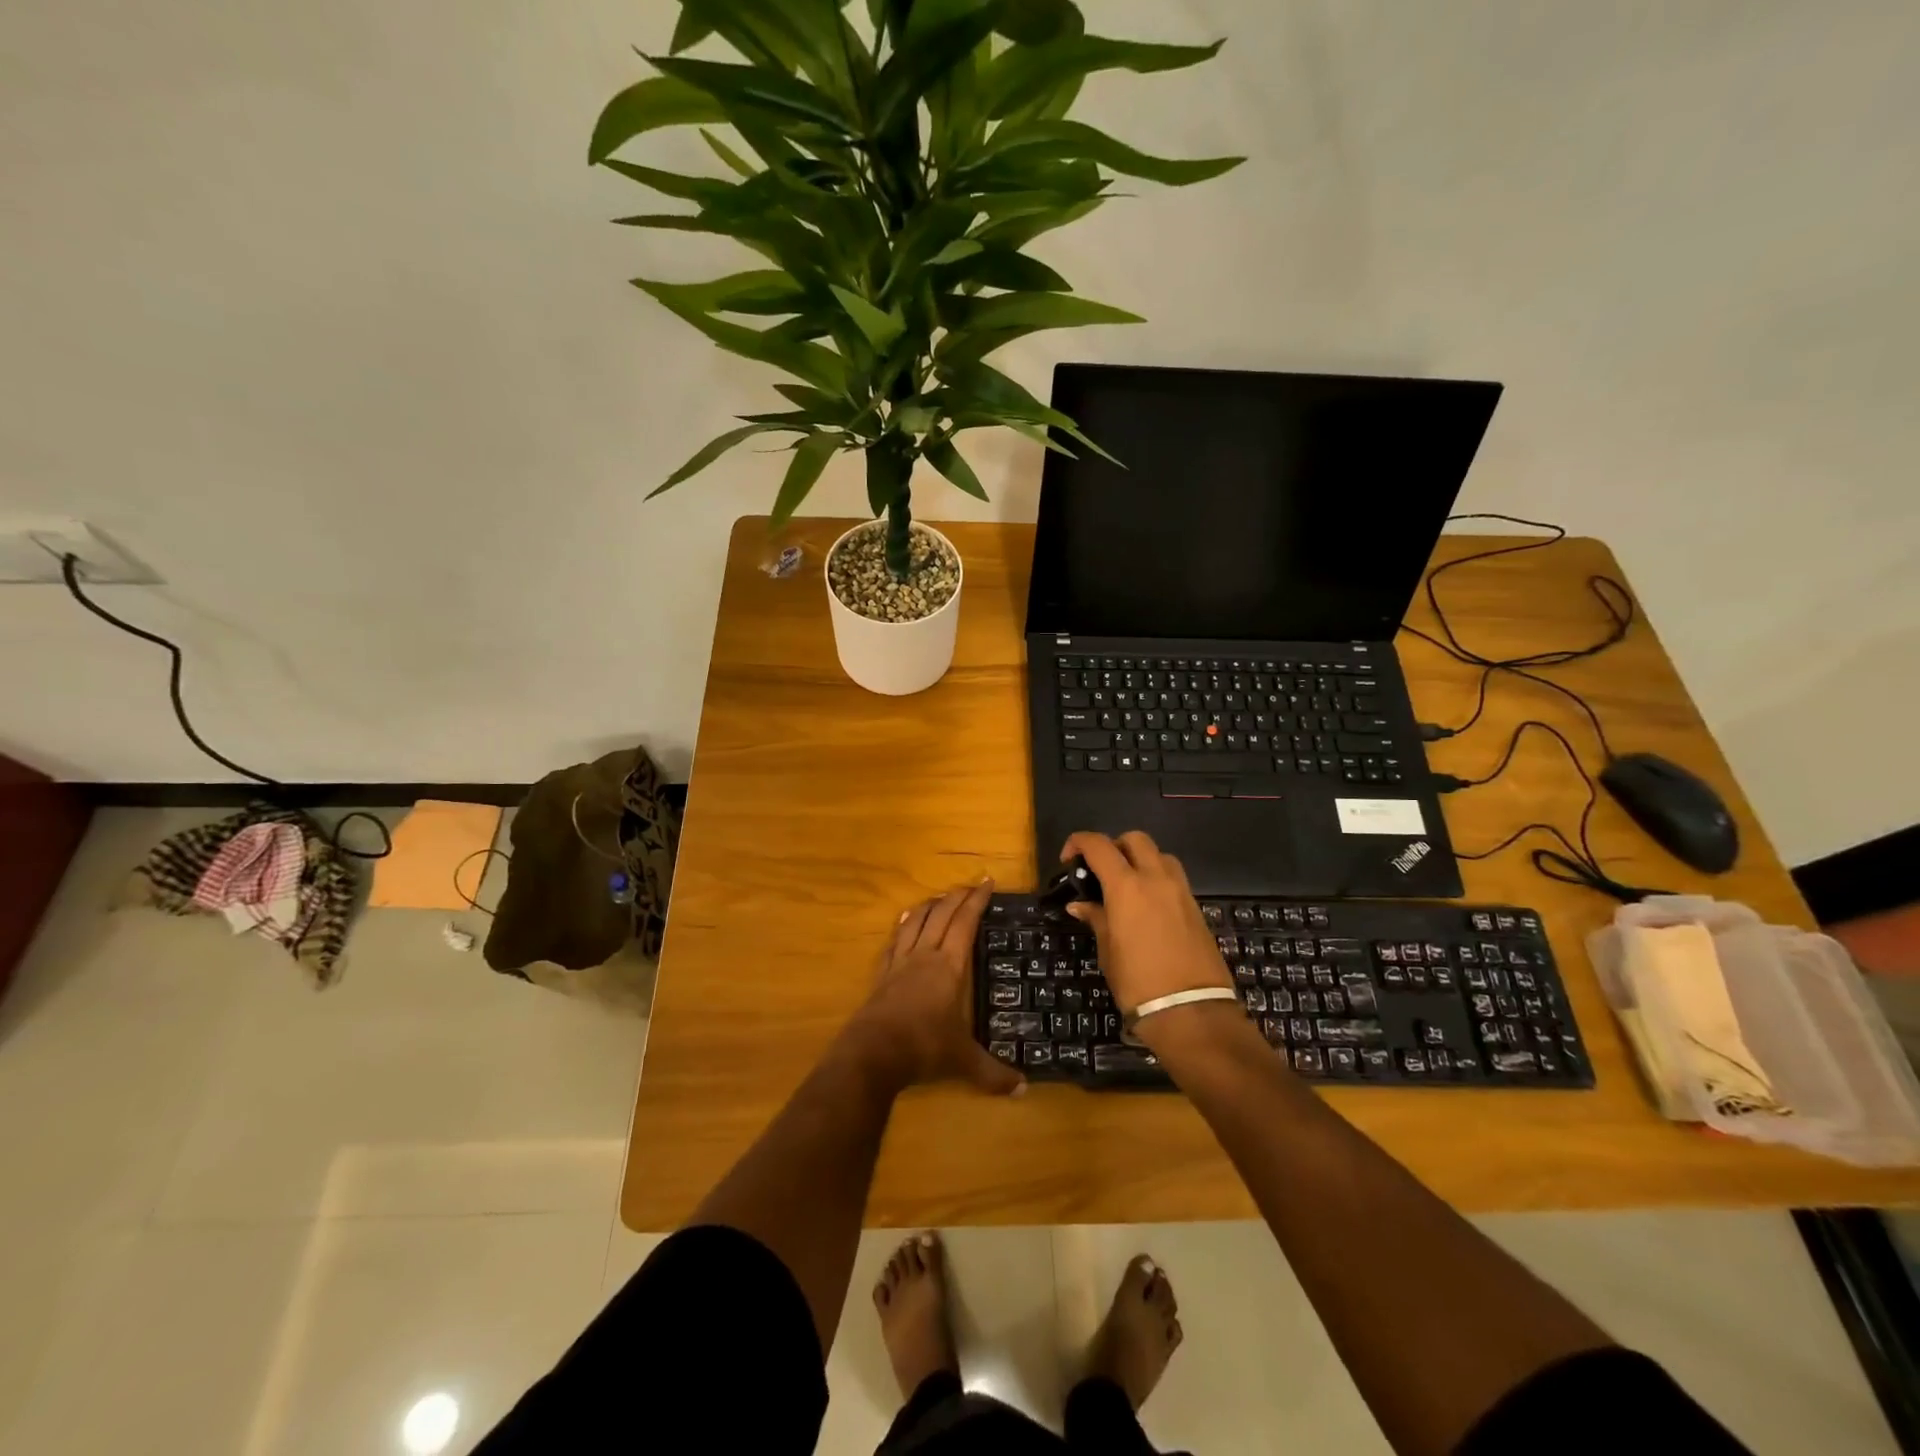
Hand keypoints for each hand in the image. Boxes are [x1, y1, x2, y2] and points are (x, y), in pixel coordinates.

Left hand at [844, 881, 1025, 1096]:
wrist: (872, 1052)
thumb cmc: (923, 1047)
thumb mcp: (963, 1062)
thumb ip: (993, 1074)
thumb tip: (1024, 1089)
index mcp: (949, 966)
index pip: (966, 923)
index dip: (977, 901)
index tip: (988, 883)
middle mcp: (924, 955)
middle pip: (941, 914)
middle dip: (957, 896)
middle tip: (971, 886)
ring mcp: (900, 962)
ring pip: (915, 921)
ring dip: (930, 905)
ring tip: (940, 898)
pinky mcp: (882, 974)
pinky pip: (894, 940)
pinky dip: (903, 925)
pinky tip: (904, 920)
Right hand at [1059, 831, 1233, 1017]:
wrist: (1192, 1012)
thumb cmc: (1138, 983)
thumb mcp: (1109, 951)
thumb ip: (1096, 919)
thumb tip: (1080, 905)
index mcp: (1127, 886)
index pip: (1098, 845)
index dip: (1078, 843)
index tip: (1068, 860)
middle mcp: (1156, 879)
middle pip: (1135, 839)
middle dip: (1114, 846)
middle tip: (1100, 871)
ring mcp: (1180, 891)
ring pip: (1159, 855)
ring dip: (1140, 860)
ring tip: (1126, 887)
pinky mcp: (1196, 908)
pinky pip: (1173, 878)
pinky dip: (1156, 880)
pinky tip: (1146, 907)